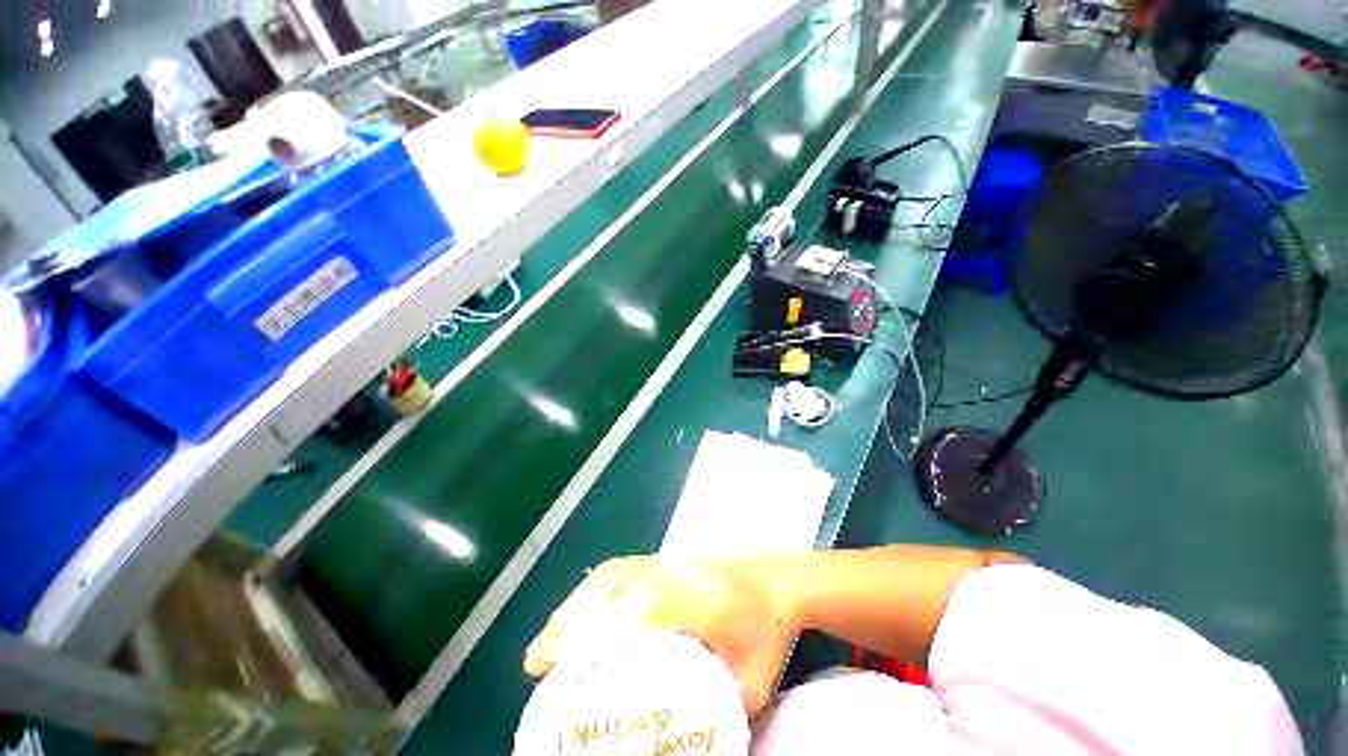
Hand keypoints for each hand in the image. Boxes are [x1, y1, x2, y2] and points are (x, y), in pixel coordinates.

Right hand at [523, 554, 796, 713]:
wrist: (781, 580)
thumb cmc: (771, 633)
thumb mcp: (750, 686)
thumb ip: (713, 712)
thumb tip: (673, 740)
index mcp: (703, 599)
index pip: (639, 607)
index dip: (591, 630)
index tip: (550, 662)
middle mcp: (679, 570)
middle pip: (615, 583)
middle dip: (569, 619)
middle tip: (539, 660)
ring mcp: (672, 557)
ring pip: (614, 571)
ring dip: (576, 602)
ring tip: (552, 638)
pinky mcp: (667, 555)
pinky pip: (622, 566)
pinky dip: (593, 588)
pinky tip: (581, 610)